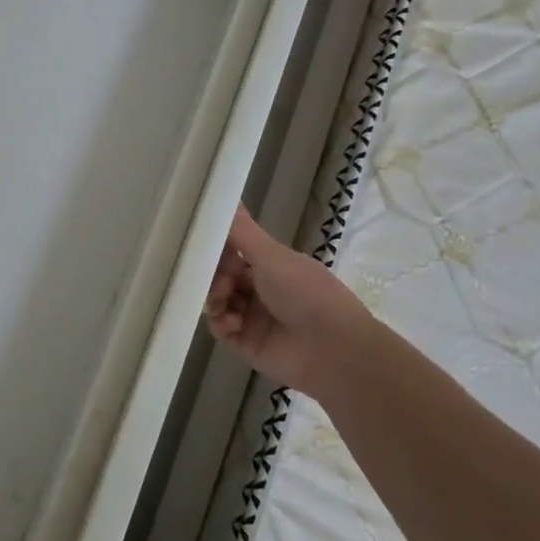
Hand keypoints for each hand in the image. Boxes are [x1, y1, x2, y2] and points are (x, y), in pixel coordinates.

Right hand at [204, 205, 376, 397]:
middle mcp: (260, 290)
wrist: (333, 349)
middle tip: (221, 282)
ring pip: (217, 302)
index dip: (219, 249)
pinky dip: (221, 323)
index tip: (207, 247)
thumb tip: (225, 191)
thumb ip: (241, 229)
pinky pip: (220, 328)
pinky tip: (232, 323)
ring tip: (224, 304)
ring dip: (215, 299)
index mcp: (271, 267)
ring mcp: (253, 318)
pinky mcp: (246, 344)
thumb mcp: (271, 255)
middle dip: (214, 276)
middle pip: (221, 277)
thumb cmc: (306, 293)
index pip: (233, 252)